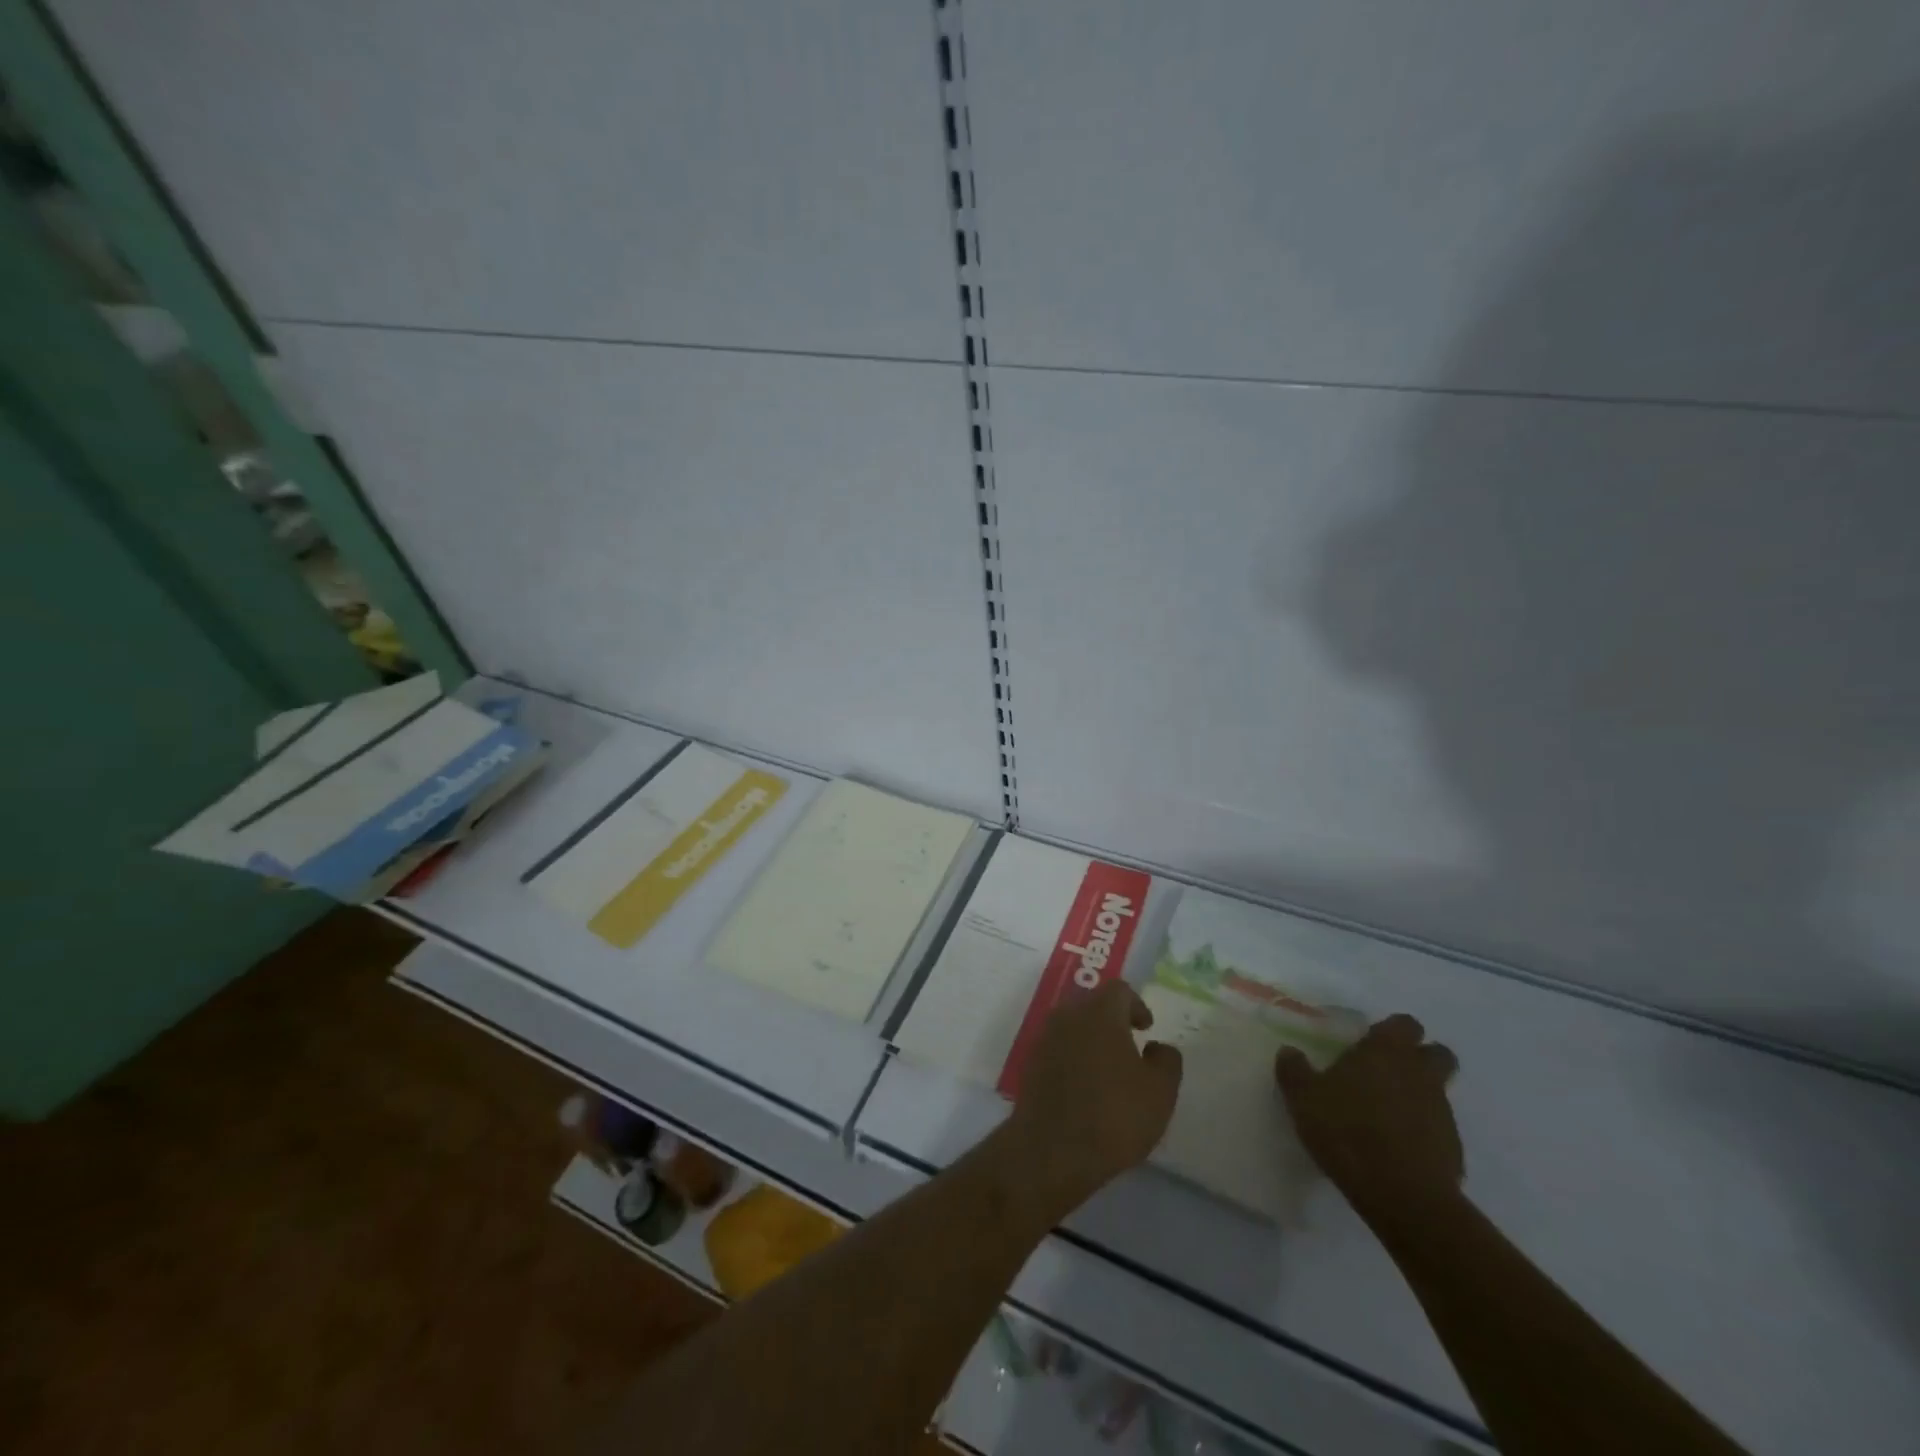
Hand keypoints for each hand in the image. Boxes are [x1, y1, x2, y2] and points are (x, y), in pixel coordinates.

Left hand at [1006, 980, 1182, 1209]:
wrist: (1052, 1150)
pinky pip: (1058, 1050)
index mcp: (1099, 1013)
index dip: (1136, 1005)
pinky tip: (1085, 1089)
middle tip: (1130, 1048)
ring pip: (1073, 1027)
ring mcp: (1044, 1039)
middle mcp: (1067, 1016)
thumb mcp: (1160, 1092)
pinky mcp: (1030, 1065)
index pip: (1119, 990)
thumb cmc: (1114, 1115)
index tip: (1146, 1028)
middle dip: (1112, 1022)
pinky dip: (1073, 1059)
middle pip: (1092, 1006)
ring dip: (1091, 1041)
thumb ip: (1167, 1060)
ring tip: (1109, 1072)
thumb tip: (1158, 1046)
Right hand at [1275, 1013, 1462, 1228]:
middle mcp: (1420, 1074)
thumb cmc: (1348, 1132)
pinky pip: (1438, 1129)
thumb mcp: (1303, 1098)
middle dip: (1420, 1058)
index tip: (1370, 1043)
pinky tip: (1396, 1149)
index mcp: (1386, 1052)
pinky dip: (1422, 1132)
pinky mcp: (1454, 1149)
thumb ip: (1294, 1070)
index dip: (1391, 1031)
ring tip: (1384, 1116)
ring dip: (1418, 1097)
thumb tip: (1289, 1051)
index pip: (1404, 1024)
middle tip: (1387, 1072)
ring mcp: (1442, 1112)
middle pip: (1437, 1053)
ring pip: (1438, 1092)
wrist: (1403, 1196)